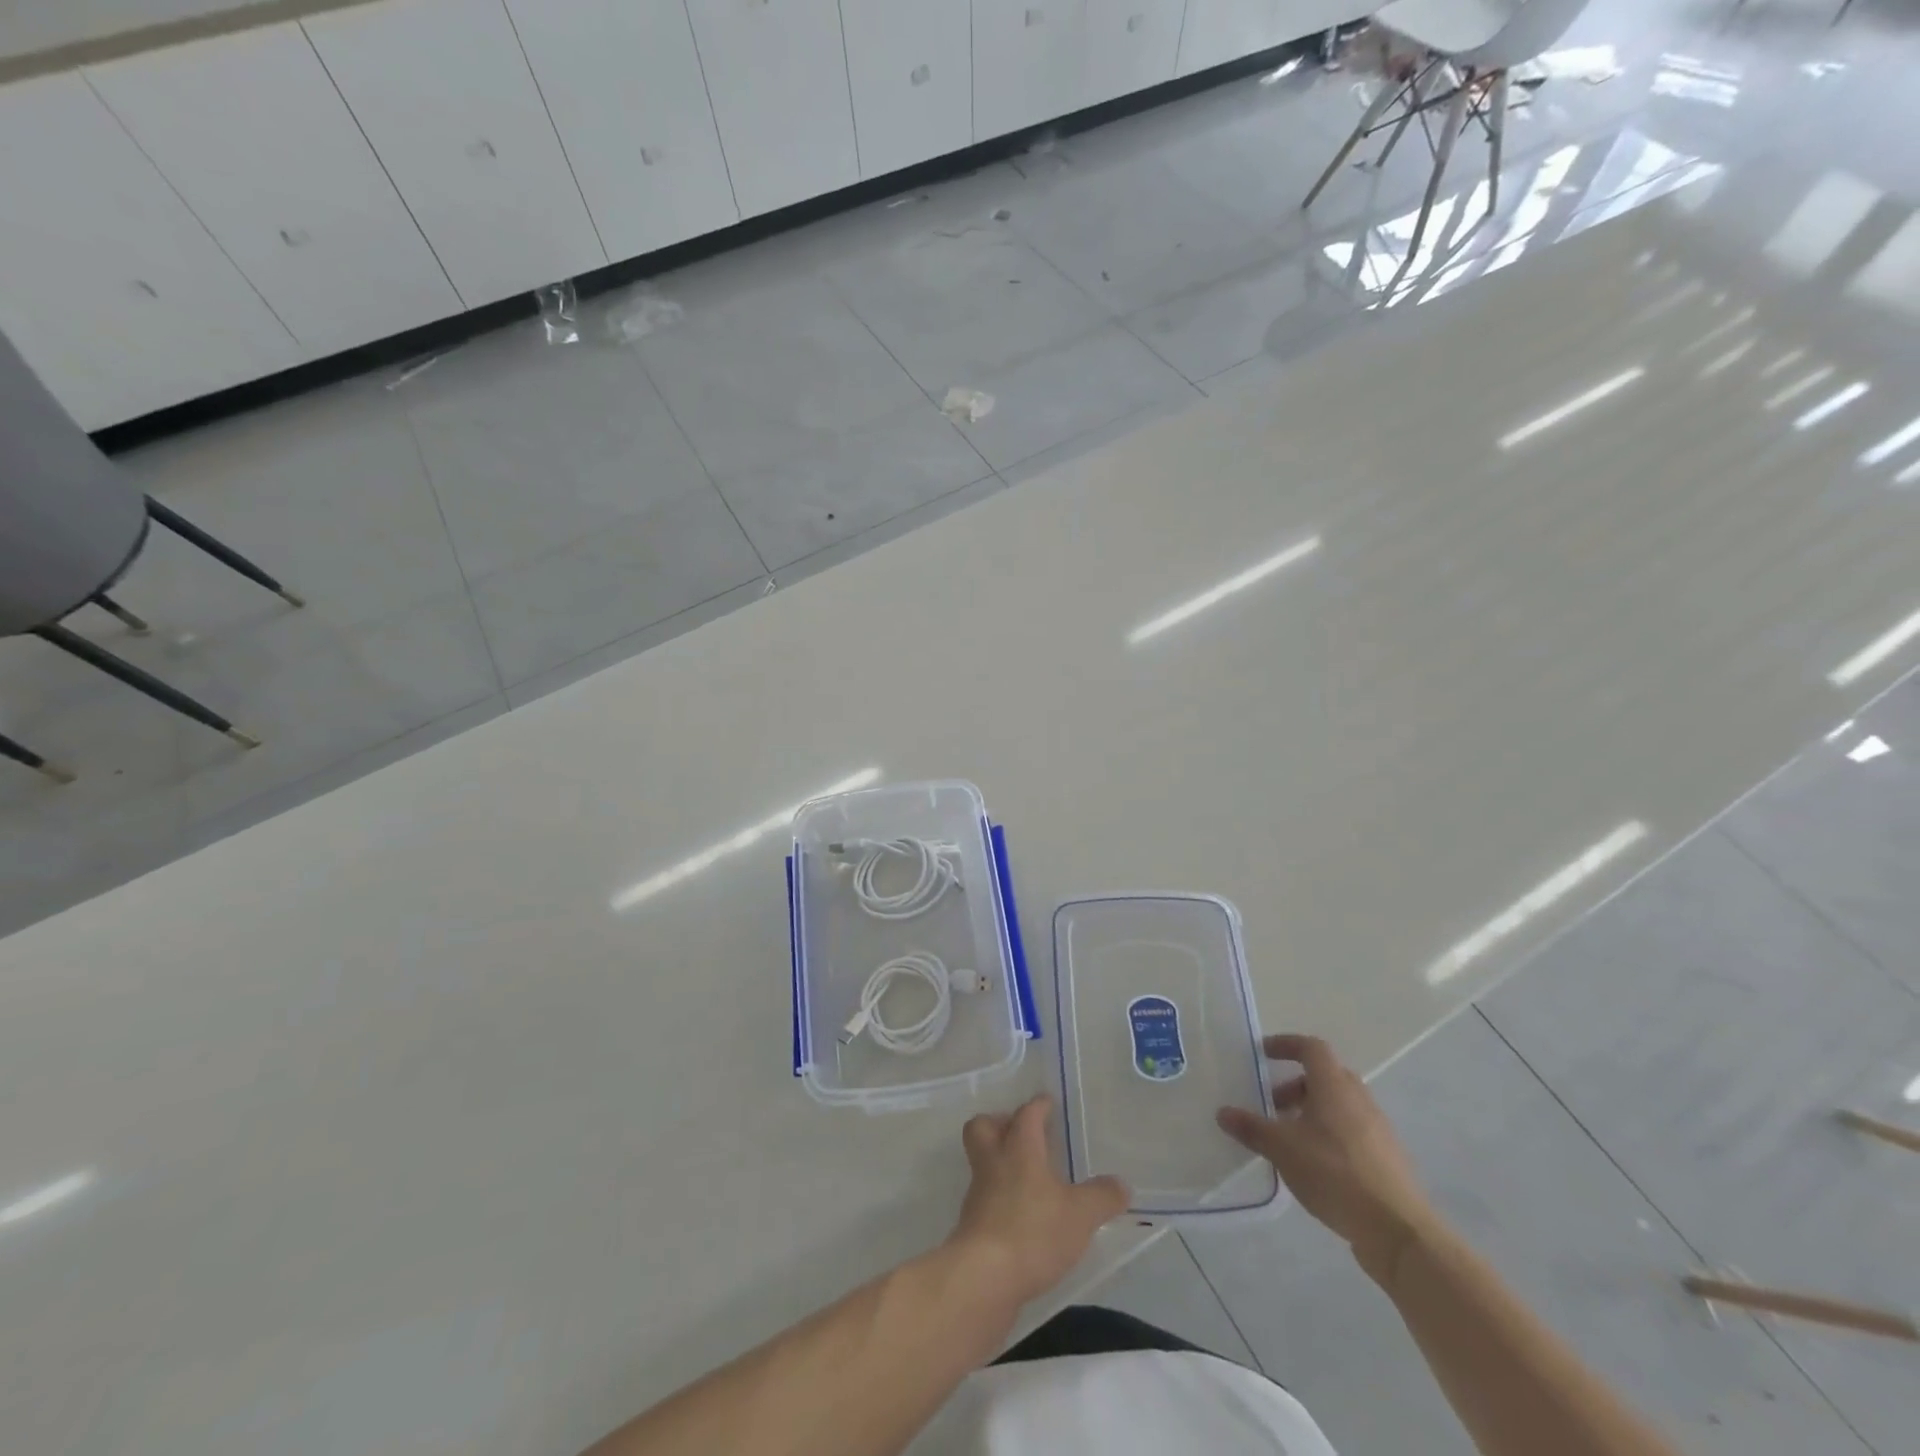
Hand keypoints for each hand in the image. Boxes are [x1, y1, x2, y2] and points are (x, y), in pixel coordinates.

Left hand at [947, 1095, 1129, 1308]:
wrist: (984, 1276)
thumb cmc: (1034, 1231)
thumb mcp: (1080, 1215)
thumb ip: (1102, 1197)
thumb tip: (1121, 1184)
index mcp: (1020, 1148)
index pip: (1027, 1114)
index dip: (1038, 1106)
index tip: (1048, 1103)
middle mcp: (994, 1162)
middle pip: (983, 1126)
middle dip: (999, 1123)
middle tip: (1021, 1133)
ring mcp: (979, 1193)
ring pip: (982, 1162)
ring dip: (1000, 1163)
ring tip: (1028, 1179)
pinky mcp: (972, 1224)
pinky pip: (985, 1197)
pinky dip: (1000, 1198)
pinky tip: (1021, 1216)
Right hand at [1216, 1034, 1436, 1284]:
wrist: (1399, 1231)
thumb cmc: (1335, 1174)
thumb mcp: (1283, 1149)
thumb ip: (1252, 1128)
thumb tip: (1223, 1112)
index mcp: (1334, 1086)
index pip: (1311, 1048)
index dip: (1286, 1044)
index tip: (1263, 1054)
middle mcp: (1359, 1099)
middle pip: (1325, 1076)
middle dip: (1295, 1086)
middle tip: (1271, 1105)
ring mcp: (1378, 1129)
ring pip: (1339, 1105)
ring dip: (1311, 1112)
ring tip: (1289, 1140)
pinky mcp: (1387, 1158)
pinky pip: (1352, 1130)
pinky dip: (1329, 1134)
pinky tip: (1315, 1166)